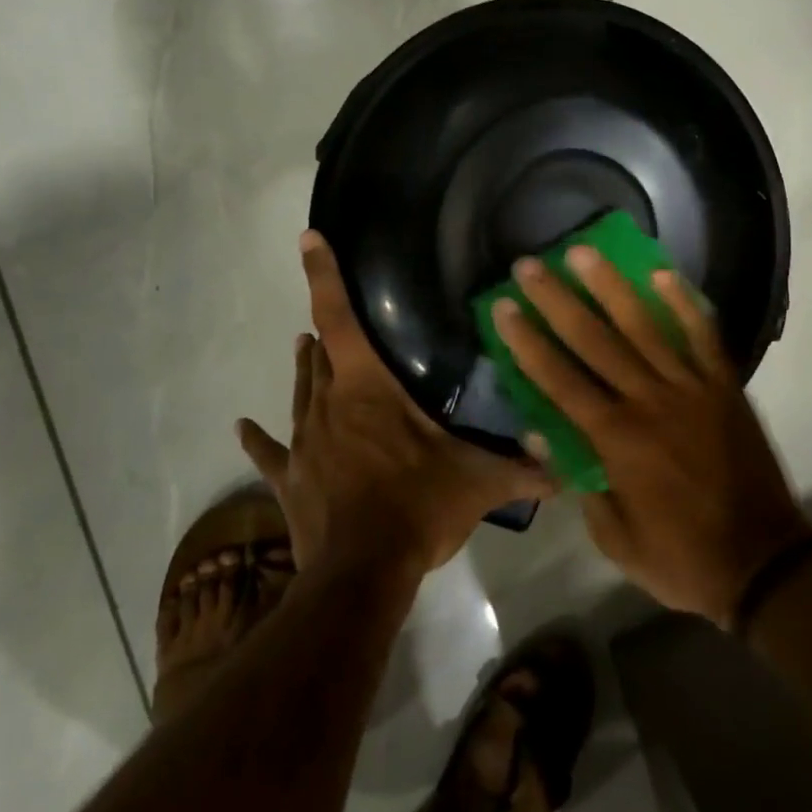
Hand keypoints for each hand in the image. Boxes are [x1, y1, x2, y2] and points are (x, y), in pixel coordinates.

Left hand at [237, 231, 556, 581]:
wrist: (361, 573)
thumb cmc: (417, 507)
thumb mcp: (477, 483)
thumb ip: (523, 470)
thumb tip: (569, 469)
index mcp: (367, 388)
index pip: (339, 318)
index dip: (323, 275)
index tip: (308, 238)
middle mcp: (329, 404)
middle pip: (321, 355)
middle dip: (325, 334)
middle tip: (329, 322)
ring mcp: (304, 442)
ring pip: (301, 394)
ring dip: (305, 371)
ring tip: (303, 348)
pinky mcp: (291, 479)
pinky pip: (271, 453)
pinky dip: (258, 439)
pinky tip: (242, 426)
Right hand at [492, 247, 811, 627]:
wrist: (764, 564)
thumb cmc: (681, 559)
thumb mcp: (615, 539)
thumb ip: (578, 482)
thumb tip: (538, 432)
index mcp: (617, 441)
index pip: (560, 380)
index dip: (528, 342)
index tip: (504, 308)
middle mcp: (650, 402)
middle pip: (595, 341)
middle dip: (557, 301)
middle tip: (530, 265)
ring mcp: (691, 388)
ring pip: (644, 326)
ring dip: (610, 286)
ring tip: (584, 252)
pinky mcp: (725, 387)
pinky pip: (703, 336)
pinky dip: (683, 303)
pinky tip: (661, 272)